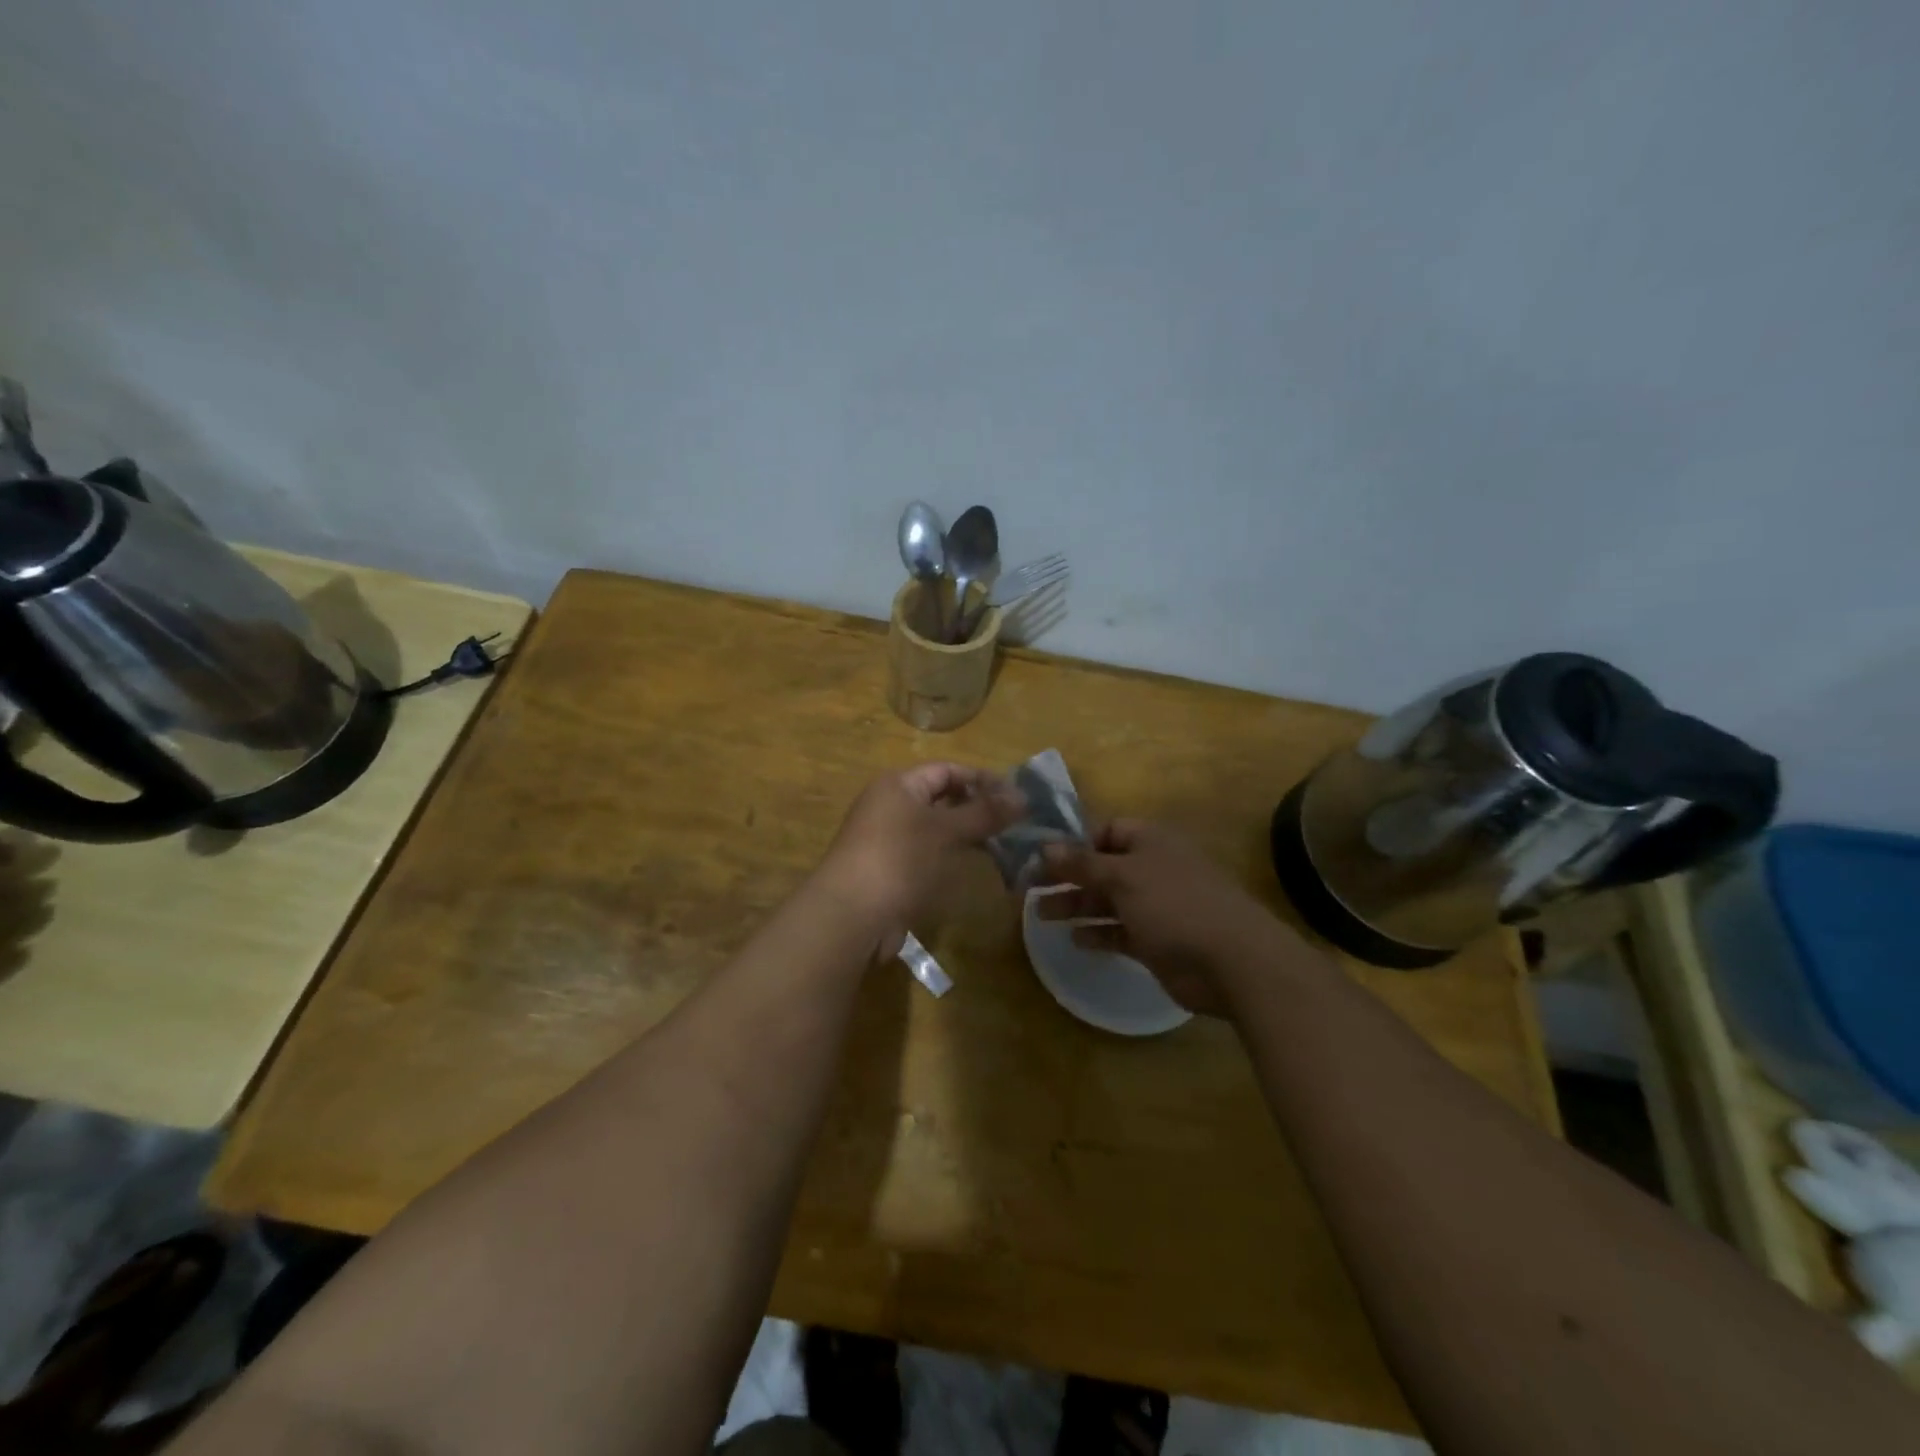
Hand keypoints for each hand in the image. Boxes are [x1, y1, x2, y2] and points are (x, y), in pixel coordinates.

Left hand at [814, 763, 1025, 956]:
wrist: (852, 916)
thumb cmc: (899, 859)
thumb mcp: (945, 830)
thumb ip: (984, 812)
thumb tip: (1023, 796)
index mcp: (898, 785)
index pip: (947, 770)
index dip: (982, 779)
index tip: (1017, 796)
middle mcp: (891, 806)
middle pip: (942, 798)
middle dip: (978, 807)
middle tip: (1016, 822)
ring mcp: (890, 839)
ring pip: (938, 828)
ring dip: (968, 834)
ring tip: (1005, 843)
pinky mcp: (893, 870)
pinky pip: (929, 853)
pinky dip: (953, 855)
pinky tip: (978, 866)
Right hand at [1035, 820, 1290, 1016]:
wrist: (1231, 961)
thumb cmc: (1174, 905)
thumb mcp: (1122, 877)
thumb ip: (1082, 863)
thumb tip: (1045, 847)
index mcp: (1150, 841)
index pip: (1106, 831)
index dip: (1075, 842)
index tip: (1041, 857)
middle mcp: (1153, 868)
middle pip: (1102, 867)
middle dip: (1068, 877)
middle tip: (1029, 889)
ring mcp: (1157, 906)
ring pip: (1108, 900)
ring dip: (1076, 905)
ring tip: (1040, 916)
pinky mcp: (1157, 940)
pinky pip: (1120, 931)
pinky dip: (1098, 933)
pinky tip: (1074, 939)